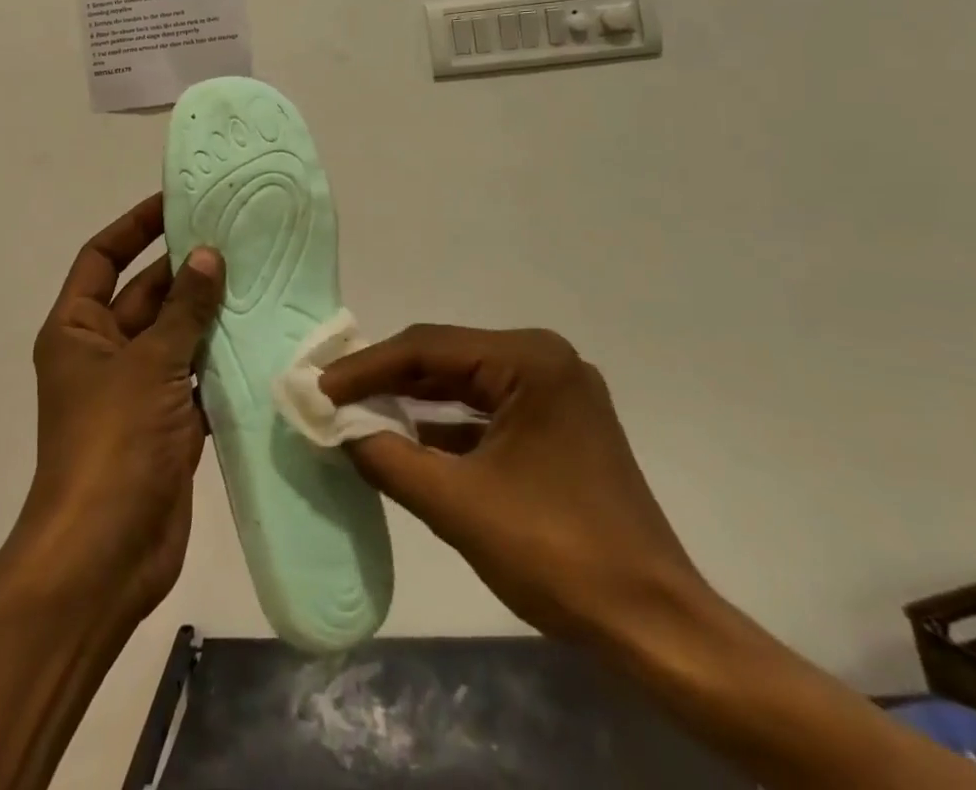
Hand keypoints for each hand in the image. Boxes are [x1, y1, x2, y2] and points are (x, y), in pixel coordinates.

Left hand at [16, 195, 224, 622]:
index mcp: (77, 328)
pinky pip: (196, 376)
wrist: (105, 554)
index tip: (177, 202)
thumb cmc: (112, 442)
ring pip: (176, 335)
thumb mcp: (149, 363)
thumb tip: (208, 255)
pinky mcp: (167, 422)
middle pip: (145, 293)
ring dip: (209, 313)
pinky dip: (222, 360)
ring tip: (258, 277)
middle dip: (185, 269)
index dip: (136, 226)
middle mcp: (102, 351)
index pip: (102, 257)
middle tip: (236, 237)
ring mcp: (136, 389)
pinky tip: (261, 336)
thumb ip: (183, 309)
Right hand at [320, 325, 703, 646]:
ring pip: (464, 384)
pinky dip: (445, 424)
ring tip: (358, 412)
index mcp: (529, 360)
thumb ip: (388, 459)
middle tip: (332, 396)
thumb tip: (338, 429)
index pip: (428, 349)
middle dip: (388, 380)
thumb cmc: (557, 554)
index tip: (320, 388)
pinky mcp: (559, 426)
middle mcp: (545, 360)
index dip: (367, 367)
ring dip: (413, 401)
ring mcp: (556, 392)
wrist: (655, 627)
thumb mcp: (457, 506)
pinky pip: (487, 410)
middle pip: (446, 359)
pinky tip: (407, 439)